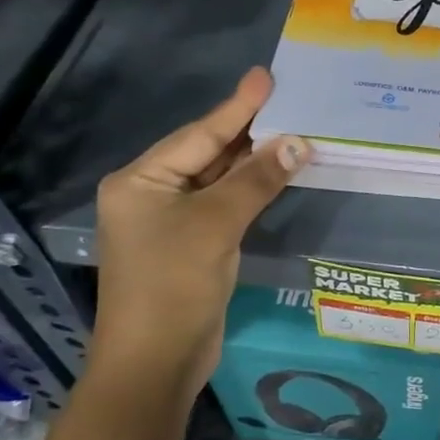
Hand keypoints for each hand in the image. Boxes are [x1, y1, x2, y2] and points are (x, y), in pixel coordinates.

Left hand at [90, 68, 308, 393]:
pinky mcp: (191, 244)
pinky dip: (250, 188)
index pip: (200, 134)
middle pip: (207, 152)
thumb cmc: (173, 285)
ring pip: (218, 178)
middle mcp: (151, 193)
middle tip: (287, 98)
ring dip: (253, 159)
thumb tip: (298, 142)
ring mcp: (170, 220)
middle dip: (248, 129)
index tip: (267, 76)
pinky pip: (224, 203)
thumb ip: (256, 179)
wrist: (155, 363)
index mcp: (141, 181)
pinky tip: (276, 171)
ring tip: (291, 127)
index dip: (238, 106)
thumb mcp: (216, 224)